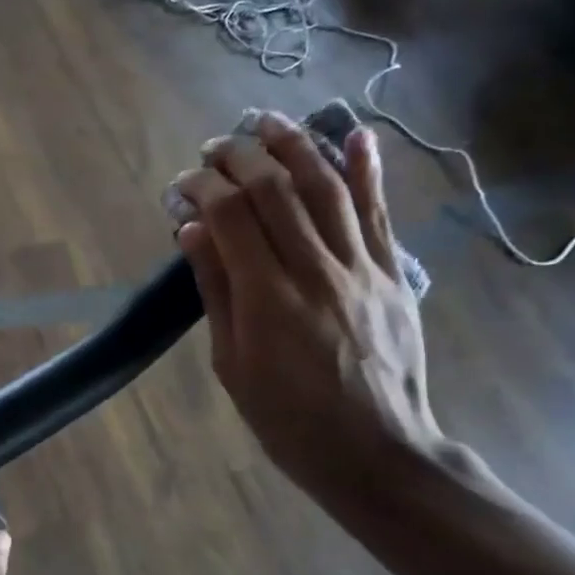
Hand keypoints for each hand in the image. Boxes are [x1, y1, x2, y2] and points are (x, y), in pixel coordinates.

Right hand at [171, 111, 442, 520]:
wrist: (377, 453)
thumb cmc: (289, 420)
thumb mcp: (233, 366)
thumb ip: (216, 292)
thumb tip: (193, 230)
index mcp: (268, 299)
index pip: (230, 216)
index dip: (203, 187)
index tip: (182, 184)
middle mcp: (315, 271)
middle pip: (276, 189)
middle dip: (240, 156)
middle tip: (215, 146)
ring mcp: (361, 268)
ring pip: (326, 188)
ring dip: (295, 145)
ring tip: (267, 121)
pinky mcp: (392, 274)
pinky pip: (380, 212)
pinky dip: (368, 170)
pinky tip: (355, 135)